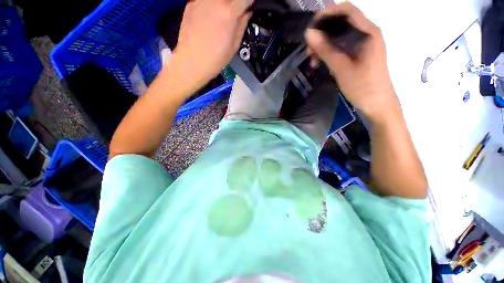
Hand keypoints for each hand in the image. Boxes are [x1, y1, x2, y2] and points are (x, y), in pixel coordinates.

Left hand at [172, 0, 251, 89]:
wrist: (192, 61)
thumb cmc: (216, 58)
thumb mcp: (235, 45)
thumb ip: (242, 24)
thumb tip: (246, 11)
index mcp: (229, 12)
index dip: (249, 2)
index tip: (248, 8)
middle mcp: (215, 0)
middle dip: (236, 3)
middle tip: (235, 13)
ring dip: (224, 4)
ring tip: (222, 16)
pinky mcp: (191, 2)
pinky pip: (206, 0)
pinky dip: (211, 5)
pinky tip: (210, 16)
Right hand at [305, 3, 398, 122]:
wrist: (377, 104)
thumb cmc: (362, 87)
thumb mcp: (341, 68)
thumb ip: (326, 49)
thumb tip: (309, 33)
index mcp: (367, 32)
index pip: (346, 10)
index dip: (327, 14)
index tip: (311, 27)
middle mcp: (367, 33)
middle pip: (342, 23)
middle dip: (323, 33)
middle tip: (309, 50)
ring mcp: (364, 44)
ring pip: (340, 36)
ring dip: (325, 44)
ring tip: (313, 60)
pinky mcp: (361, 54)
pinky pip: (343, 47)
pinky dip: (331, 52)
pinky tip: (322, 63)